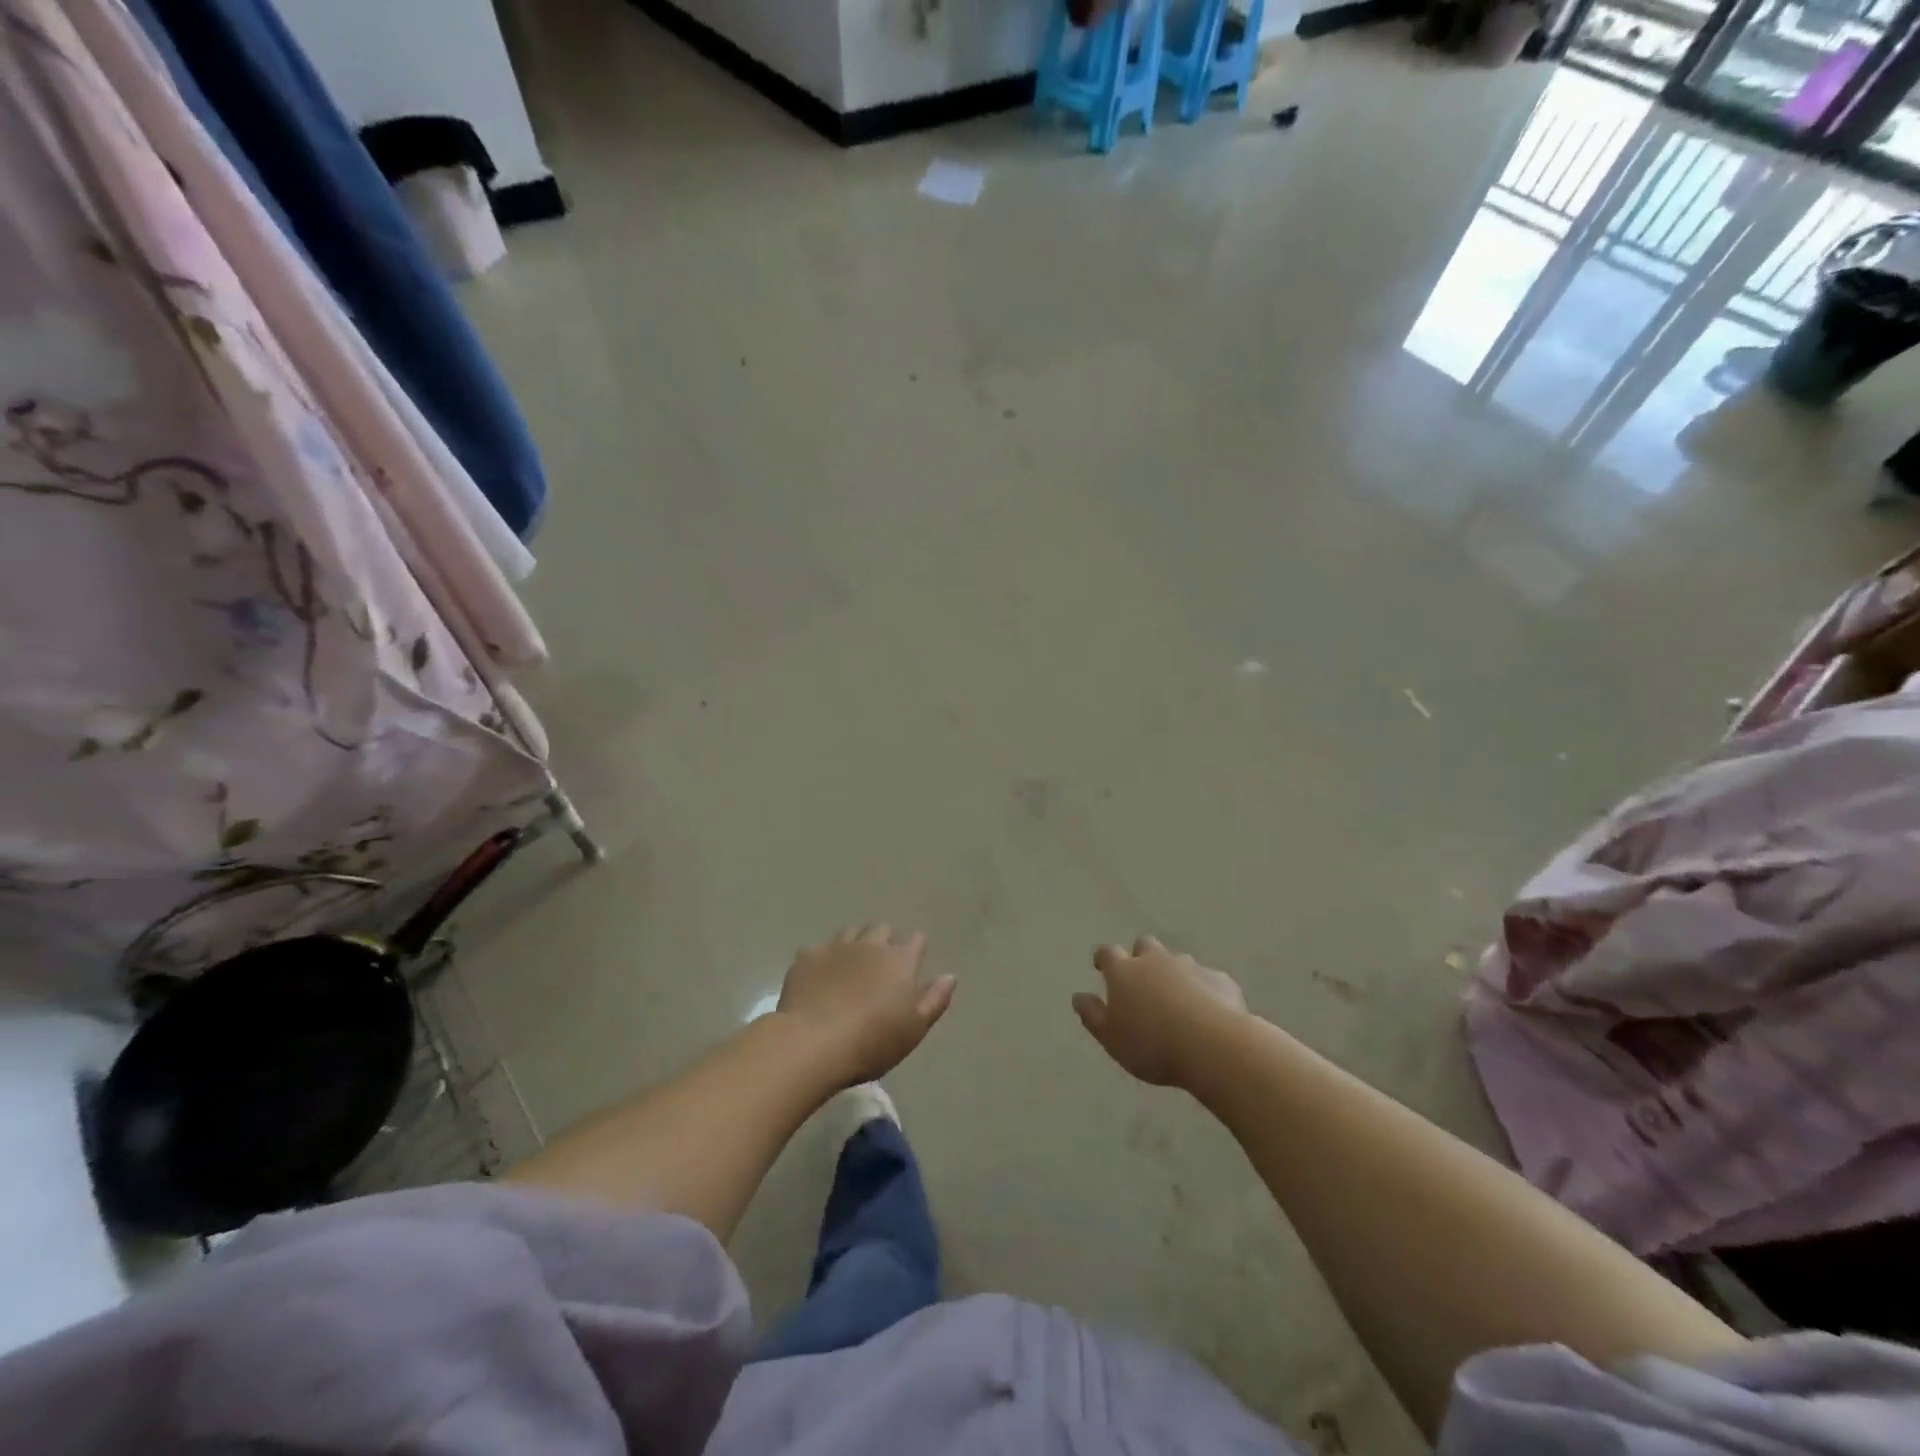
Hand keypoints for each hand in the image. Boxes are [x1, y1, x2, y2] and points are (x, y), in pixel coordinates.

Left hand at [776, 924, 955, 1085]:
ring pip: (851, 932)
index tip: (912, 964)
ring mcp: (836, 947)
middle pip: (882, 929)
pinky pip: (819, 948)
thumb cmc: (872, 1042)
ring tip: (851, 966)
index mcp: (900, 960)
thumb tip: (950, 976)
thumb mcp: (914, 1029)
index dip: (916, 949)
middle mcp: (870, 944)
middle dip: (885, 941)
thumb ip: (935, 1000)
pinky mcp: (807, 957)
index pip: (916, 940)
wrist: (813, 1043)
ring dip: (855, 943)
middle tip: (881, 967)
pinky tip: (819, 977)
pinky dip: (823, 958)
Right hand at [1073, 937, 1247, 1086]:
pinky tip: (1208, 1011)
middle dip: (1141, 957)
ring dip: (1174, 973)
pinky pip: (1207, 979)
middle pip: (1145, 946)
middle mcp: (1155, 960)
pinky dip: (1204, 989)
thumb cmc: (1151, 1044)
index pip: (1107, 953)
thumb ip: (1092, 1015)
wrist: (1212, 1046)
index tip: (1101, 966)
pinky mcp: (1220, 979)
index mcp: (1124, 971)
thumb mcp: (1110, 1038)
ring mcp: (1190, 967)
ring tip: (1177, 1000)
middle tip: (1141, 979)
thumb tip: (1078, 997)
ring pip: (1177, 961)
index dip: (1103, 958)